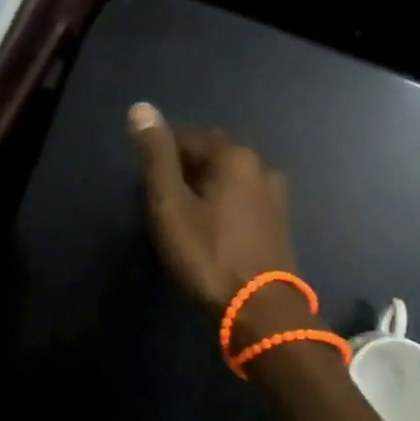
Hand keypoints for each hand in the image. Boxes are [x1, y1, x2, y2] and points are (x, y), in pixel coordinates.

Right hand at [128, 102, 296, 315]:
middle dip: (184, 165)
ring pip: (229, 175)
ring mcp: (275, 194)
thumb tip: (141, 108)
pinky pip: (243, 195)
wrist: (260, 311)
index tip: (143, 178)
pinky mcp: (278, 220)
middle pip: (212, 152)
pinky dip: (223, 200)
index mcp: (234, 155)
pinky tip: (211, 223)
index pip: (186, 136)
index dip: (160, 152)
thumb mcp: (170, 206)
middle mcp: (260, 165)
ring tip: (181, 208)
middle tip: (159, 193)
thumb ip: (156, 157)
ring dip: (205, 183)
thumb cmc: (208, 255)